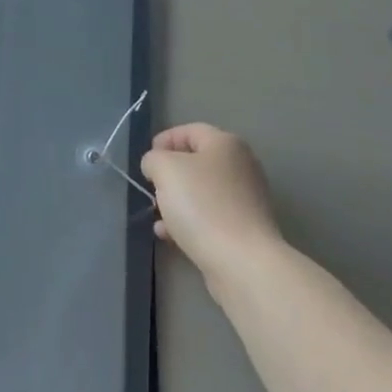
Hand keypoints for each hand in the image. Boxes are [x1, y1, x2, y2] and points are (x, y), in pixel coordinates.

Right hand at [141, 123, 285, 281]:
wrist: (242, 261)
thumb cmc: (202, 205)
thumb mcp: (165, 170)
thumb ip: (154, 159)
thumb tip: (156, 165)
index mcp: (226, 144)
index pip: (190, 130)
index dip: (165, 140)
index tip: (146, 160)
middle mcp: (241, 166)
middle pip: (197, 162)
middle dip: (170, 175)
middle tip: (152, 188)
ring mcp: (245, 199)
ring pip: (201, 192)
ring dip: (176, 201)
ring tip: (157, 215)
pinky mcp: (244, 229)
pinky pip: (209, 217)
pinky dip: (188, 221)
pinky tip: (169, 236)